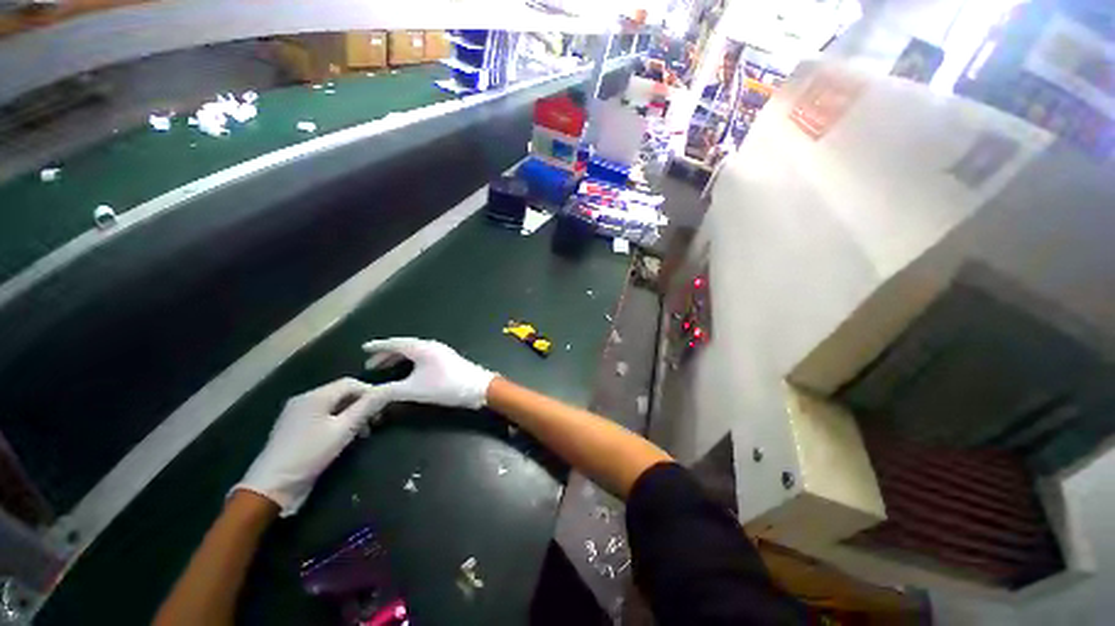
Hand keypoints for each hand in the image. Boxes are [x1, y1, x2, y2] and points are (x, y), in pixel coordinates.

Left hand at [234, 378, 386, 516]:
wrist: (271, 486)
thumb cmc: (310, 454)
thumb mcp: (344, 430)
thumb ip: (367, 407)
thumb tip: (389, 390)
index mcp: (316, 396)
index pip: (351, 383)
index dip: (371, 392)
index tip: (384, 408)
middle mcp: (304, 398)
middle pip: (341, 393)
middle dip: (361, 404)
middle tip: (375, 422)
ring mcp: (296, 413)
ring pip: (333, 405)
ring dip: (351, 414)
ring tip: (361, 433)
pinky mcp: (293, 427)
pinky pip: (322, 415)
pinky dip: (337, 421)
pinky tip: (342, 437)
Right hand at [362, 338, 495, 409]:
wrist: (478, 387)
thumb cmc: (446, 386)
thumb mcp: (415, 390)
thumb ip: (389, 392)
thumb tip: (368, 394)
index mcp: (422, 348)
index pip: (395, 343)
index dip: (378, 346)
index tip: (364, 348)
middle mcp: (431, 346)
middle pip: (404, 346)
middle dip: (387, 355)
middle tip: (372, 365)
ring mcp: (441, 352)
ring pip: (414, 352)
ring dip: (399, 358)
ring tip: (386, 369)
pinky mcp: (447, 360)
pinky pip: (422, 356)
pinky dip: (410, 362)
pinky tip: (408, 372)